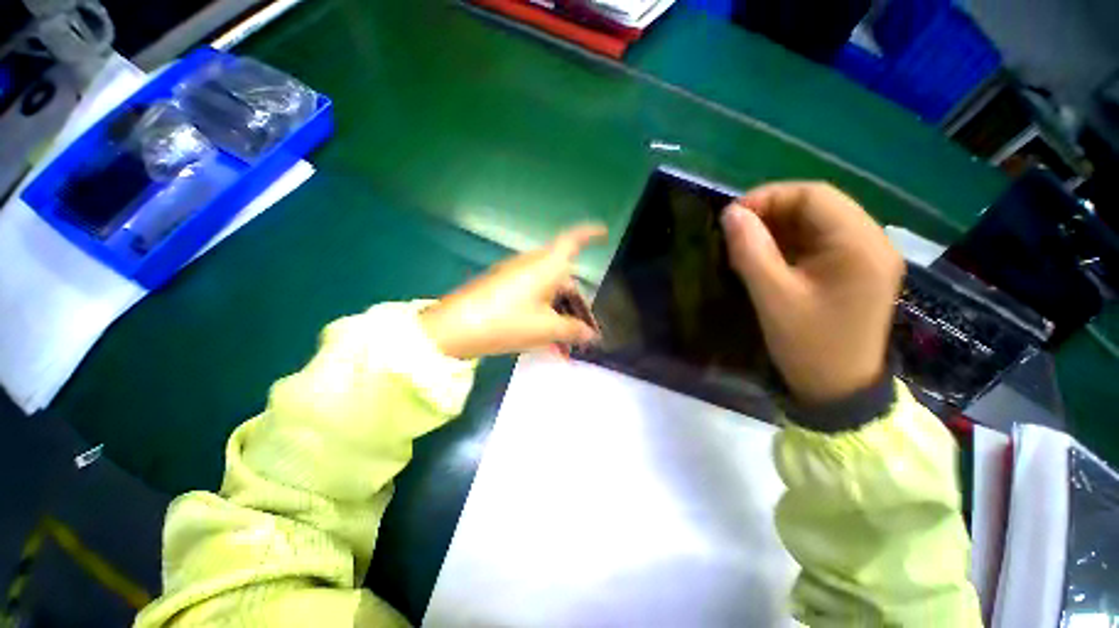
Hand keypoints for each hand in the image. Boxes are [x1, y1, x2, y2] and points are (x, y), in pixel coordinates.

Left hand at [420, 225, 606, 359]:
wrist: (454, 328)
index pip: (573, 240)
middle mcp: (533, 264)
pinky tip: (546, 340)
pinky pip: (532, 297)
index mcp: (548, 266)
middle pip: (564, 278)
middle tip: (585, 332)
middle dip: (578, 305)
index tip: (603, 232)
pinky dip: (544, 314)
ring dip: (561, 315)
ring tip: (565, 345)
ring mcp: (516, 275)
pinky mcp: (503, 287)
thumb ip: (573, 331)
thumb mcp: (546, 329)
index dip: (590, 233)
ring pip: (548, 292)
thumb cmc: (508, 321)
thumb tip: (591, 335)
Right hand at [721, 182, 903, 403]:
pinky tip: (768, 257)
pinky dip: (790, 243)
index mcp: (859, 245)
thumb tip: (731, 214)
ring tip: (747, 244)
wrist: (839, 388)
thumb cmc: (808, 345)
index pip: (814, 196)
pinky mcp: (856, 270)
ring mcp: (867, 256)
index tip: (732, 217)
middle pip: (819, 205)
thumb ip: (750, 251)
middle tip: (736, 231)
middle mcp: (872, 241)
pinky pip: (820, 241)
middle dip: (772, 211)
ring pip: (818, 222)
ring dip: (779, 227)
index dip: (769, 197)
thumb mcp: (773, 297)